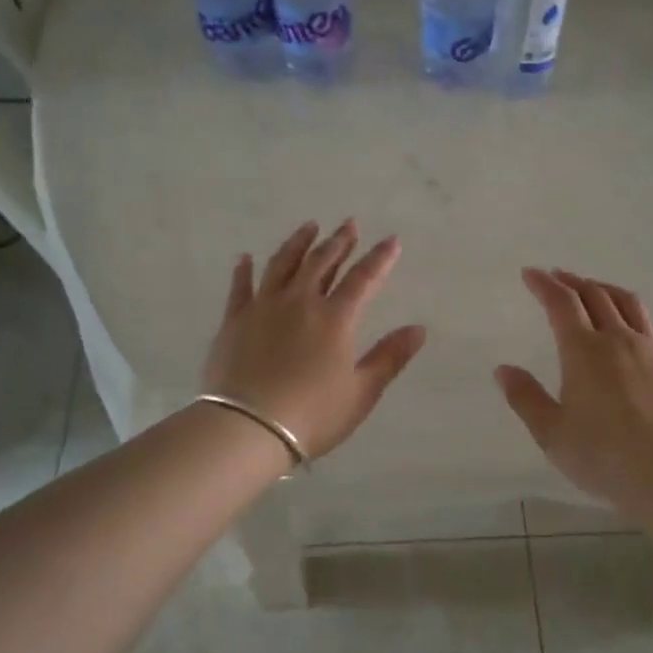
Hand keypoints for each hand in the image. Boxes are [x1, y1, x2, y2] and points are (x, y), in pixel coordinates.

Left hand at [203, 220, 427, 459]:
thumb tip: (419, 329)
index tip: (391, 240)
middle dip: (338, 241)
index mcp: (335, 318)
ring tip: (309, 227)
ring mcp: (263, 307)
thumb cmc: (312, 415)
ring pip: (283, 264)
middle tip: (348, 224)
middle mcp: (300, 302)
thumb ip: (390, 357)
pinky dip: (245, 270)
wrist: (247, 428)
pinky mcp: (233, 320)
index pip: (363, 279)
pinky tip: (246, 258)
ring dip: (298, 243)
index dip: (379, 258)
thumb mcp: (361, 392)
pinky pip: (241, 287)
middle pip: (321, 262)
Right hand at [495, 269, 652, 513]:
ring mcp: (652, 350)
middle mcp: (619, 340)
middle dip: (573, 281)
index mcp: (583, 351)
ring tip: (594, 289)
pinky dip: (634, 315)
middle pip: (595, 295)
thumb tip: (503, 369)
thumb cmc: (601, 455)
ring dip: (606, 289)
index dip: (544, 284)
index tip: (530, 274)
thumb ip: (526, 397)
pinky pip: (652, 327)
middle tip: (558, 277)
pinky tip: (633, 327)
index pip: (561, 303)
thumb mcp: (551, 432)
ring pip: (629, 304)